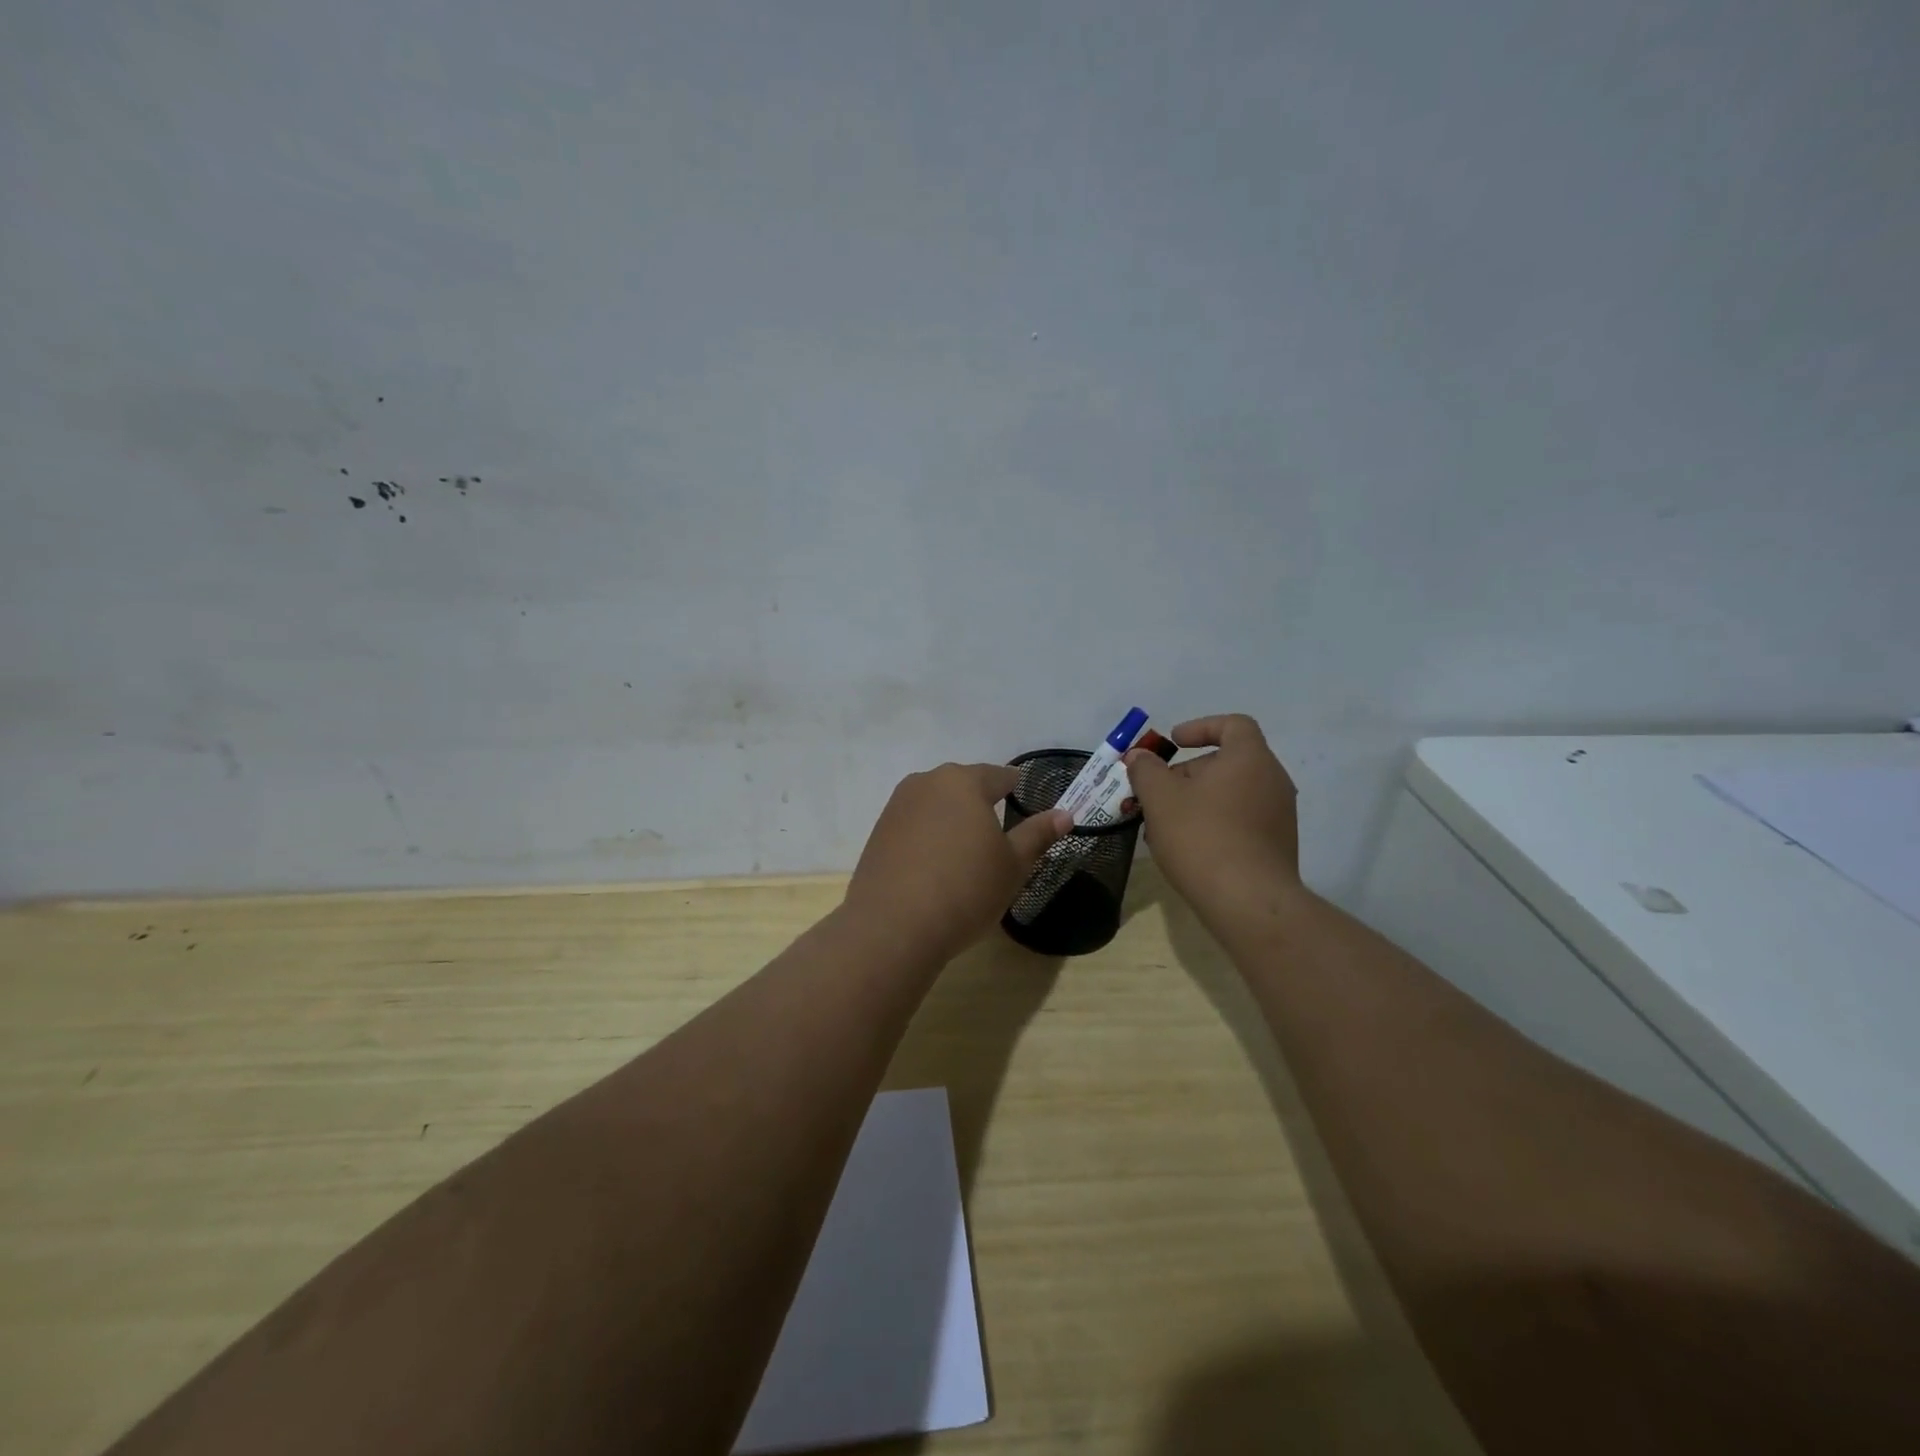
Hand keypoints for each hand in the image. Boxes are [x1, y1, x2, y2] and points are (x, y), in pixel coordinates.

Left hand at [843, 763, 1071, 964]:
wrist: (893, 926)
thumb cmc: (965, 890)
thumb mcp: (1012, 866)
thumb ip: (1038, 834)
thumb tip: (1065, 814)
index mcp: (963, 782)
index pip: (999, 776)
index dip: (1015, 789)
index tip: (1024, 801)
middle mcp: (926, 783)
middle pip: (963, 786)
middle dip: (981, 804)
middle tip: (997, 833)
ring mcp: (897, 806)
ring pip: (935, 804)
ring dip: (952, 820)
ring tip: (965, 851)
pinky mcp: (878, 832)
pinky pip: (914, 825)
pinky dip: (928, 837)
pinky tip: (935, 866)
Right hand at [1124, 714, 1301, 917]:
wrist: (1248, 902)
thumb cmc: (1201, 837)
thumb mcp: (1160, 798)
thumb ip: (1145, 770)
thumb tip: (1139, 756)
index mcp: (1250, 759)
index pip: (1233, 725)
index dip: (1200, 727)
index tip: (1173, 743)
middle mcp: (1272, 780)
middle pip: (1227, 762)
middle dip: (1187, 773)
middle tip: (1156, 792)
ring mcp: (1279, 815)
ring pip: (1231, 794)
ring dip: (1196, 801)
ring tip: (1163, 825)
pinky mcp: (1277, 845)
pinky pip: (1241, 820)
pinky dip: (1213, 823)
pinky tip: (1186, 848)